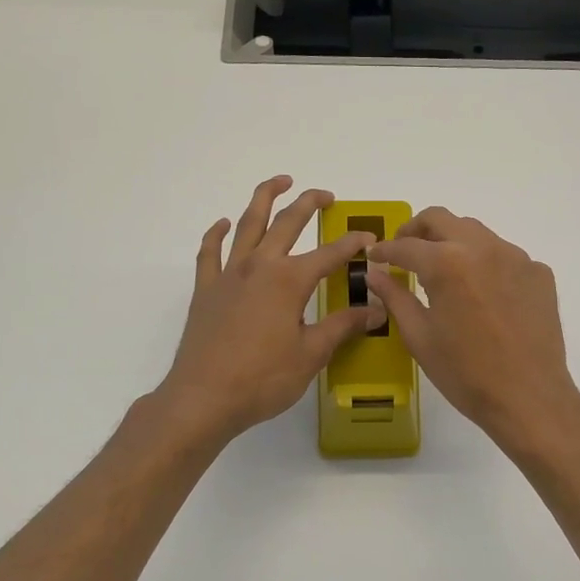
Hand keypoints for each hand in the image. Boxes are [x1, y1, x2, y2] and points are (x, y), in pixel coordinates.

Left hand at [155, 176, 384, 442]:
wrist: (203, 398)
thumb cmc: (263, 379)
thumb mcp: (311, 354)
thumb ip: (343, 326)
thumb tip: (376, 310)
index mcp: (289, 280)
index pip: (329, 254)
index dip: (353, 244)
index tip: (370, 239)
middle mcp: (259, 267)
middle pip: (287, 223)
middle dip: (308, 204)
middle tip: (325, 195)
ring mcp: (228, 275)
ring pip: (248, 224)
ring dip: (264, 198)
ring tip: (279, 182)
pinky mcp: (205, 290)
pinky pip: (210, 252)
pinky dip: (218, 233)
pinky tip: (224, 224)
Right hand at [364, 208, 579, 452]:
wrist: (529, 397)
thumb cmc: (466, 373)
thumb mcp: (420, 337)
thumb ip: (396, 297)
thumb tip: (375, 273)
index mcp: (447, 264)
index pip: (406, 245)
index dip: (385, 250)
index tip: (375, 256)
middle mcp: (482, 248)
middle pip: (442, 219)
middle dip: (417, 230)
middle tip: (405, 249)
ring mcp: (516, 257)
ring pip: (476, 233)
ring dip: (452, 242)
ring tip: (443, 270)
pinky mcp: (539, 273)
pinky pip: (504, 255)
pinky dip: (485, 263)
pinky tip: (482, 293)